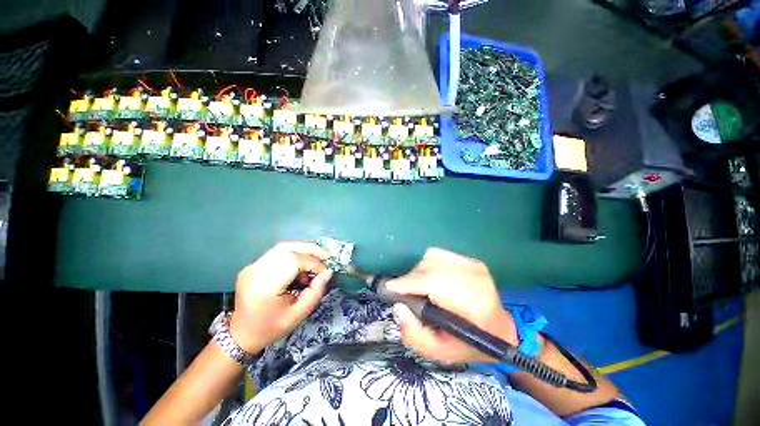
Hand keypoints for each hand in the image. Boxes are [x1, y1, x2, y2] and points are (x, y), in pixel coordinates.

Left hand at [228, 242, 332, 352]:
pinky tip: (300, 266)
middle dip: (310, 249)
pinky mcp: (253, 265)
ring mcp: (252, 266)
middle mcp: (255, 271)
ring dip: (303, 250)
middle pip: (287, 248)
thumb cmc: (271, 328)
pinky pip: (278, 253)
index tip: (325, 272)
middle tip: (326, 256)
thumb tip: (328, 272)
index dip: (313, 263)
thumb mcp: (299, 314)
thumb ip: (316, 291)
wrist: (242, 334)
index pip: (294, 261)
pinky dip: (294, 255)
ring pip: (283, 247)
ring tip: (316, 261)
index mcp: (265, 286)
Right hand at [385, 248, 516, 364]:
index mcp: (473, 303)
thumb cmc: (470, 345)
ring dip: (418, 271)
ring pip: (431, 257)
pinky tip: (430, 279)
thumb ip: (414, 335)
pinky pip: (438, 254)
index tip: (389, 289)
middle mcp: (474, 277)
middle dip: (410, 279)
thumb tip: (398, 307)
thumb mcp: (440, 353)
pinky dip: (428, 264)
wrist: (499, 330)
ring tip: (418, 287)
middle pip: (429, 266)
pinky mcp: (470, 259)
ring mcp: (473, 265)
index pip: (432, 281)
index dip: (407, 283)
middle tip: (403, 293)